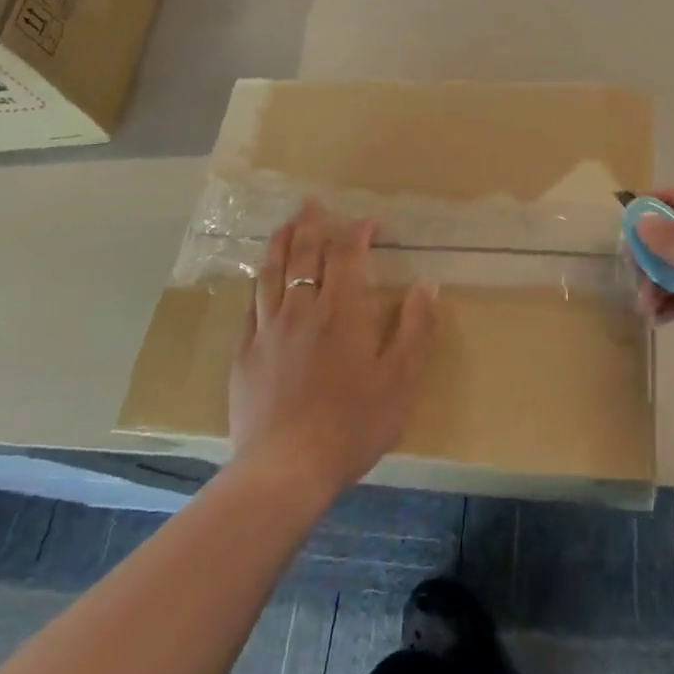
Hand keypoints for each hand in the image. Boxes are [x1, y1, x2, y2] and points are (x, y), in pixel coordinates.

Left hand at [230, 201, 437, 495]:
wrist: (285, 470)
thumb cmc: (353, 424)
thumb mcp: (401, 379)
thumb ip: (416, 328)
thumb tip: (428, 286)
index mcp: (342, 311)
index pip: (348, 255)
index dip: (359, 232)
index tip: (370, 222)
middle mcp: (302, 309)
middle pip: (304, 254)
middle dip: (311, 224)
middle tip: (313, 203)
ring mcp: (268, 331)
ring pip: (271, 273)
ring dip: (280, 243)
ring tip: (285, 225)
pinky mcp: (244, 355)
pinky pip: (251, 305)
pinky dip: (260, 282)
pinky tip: (262, 280)